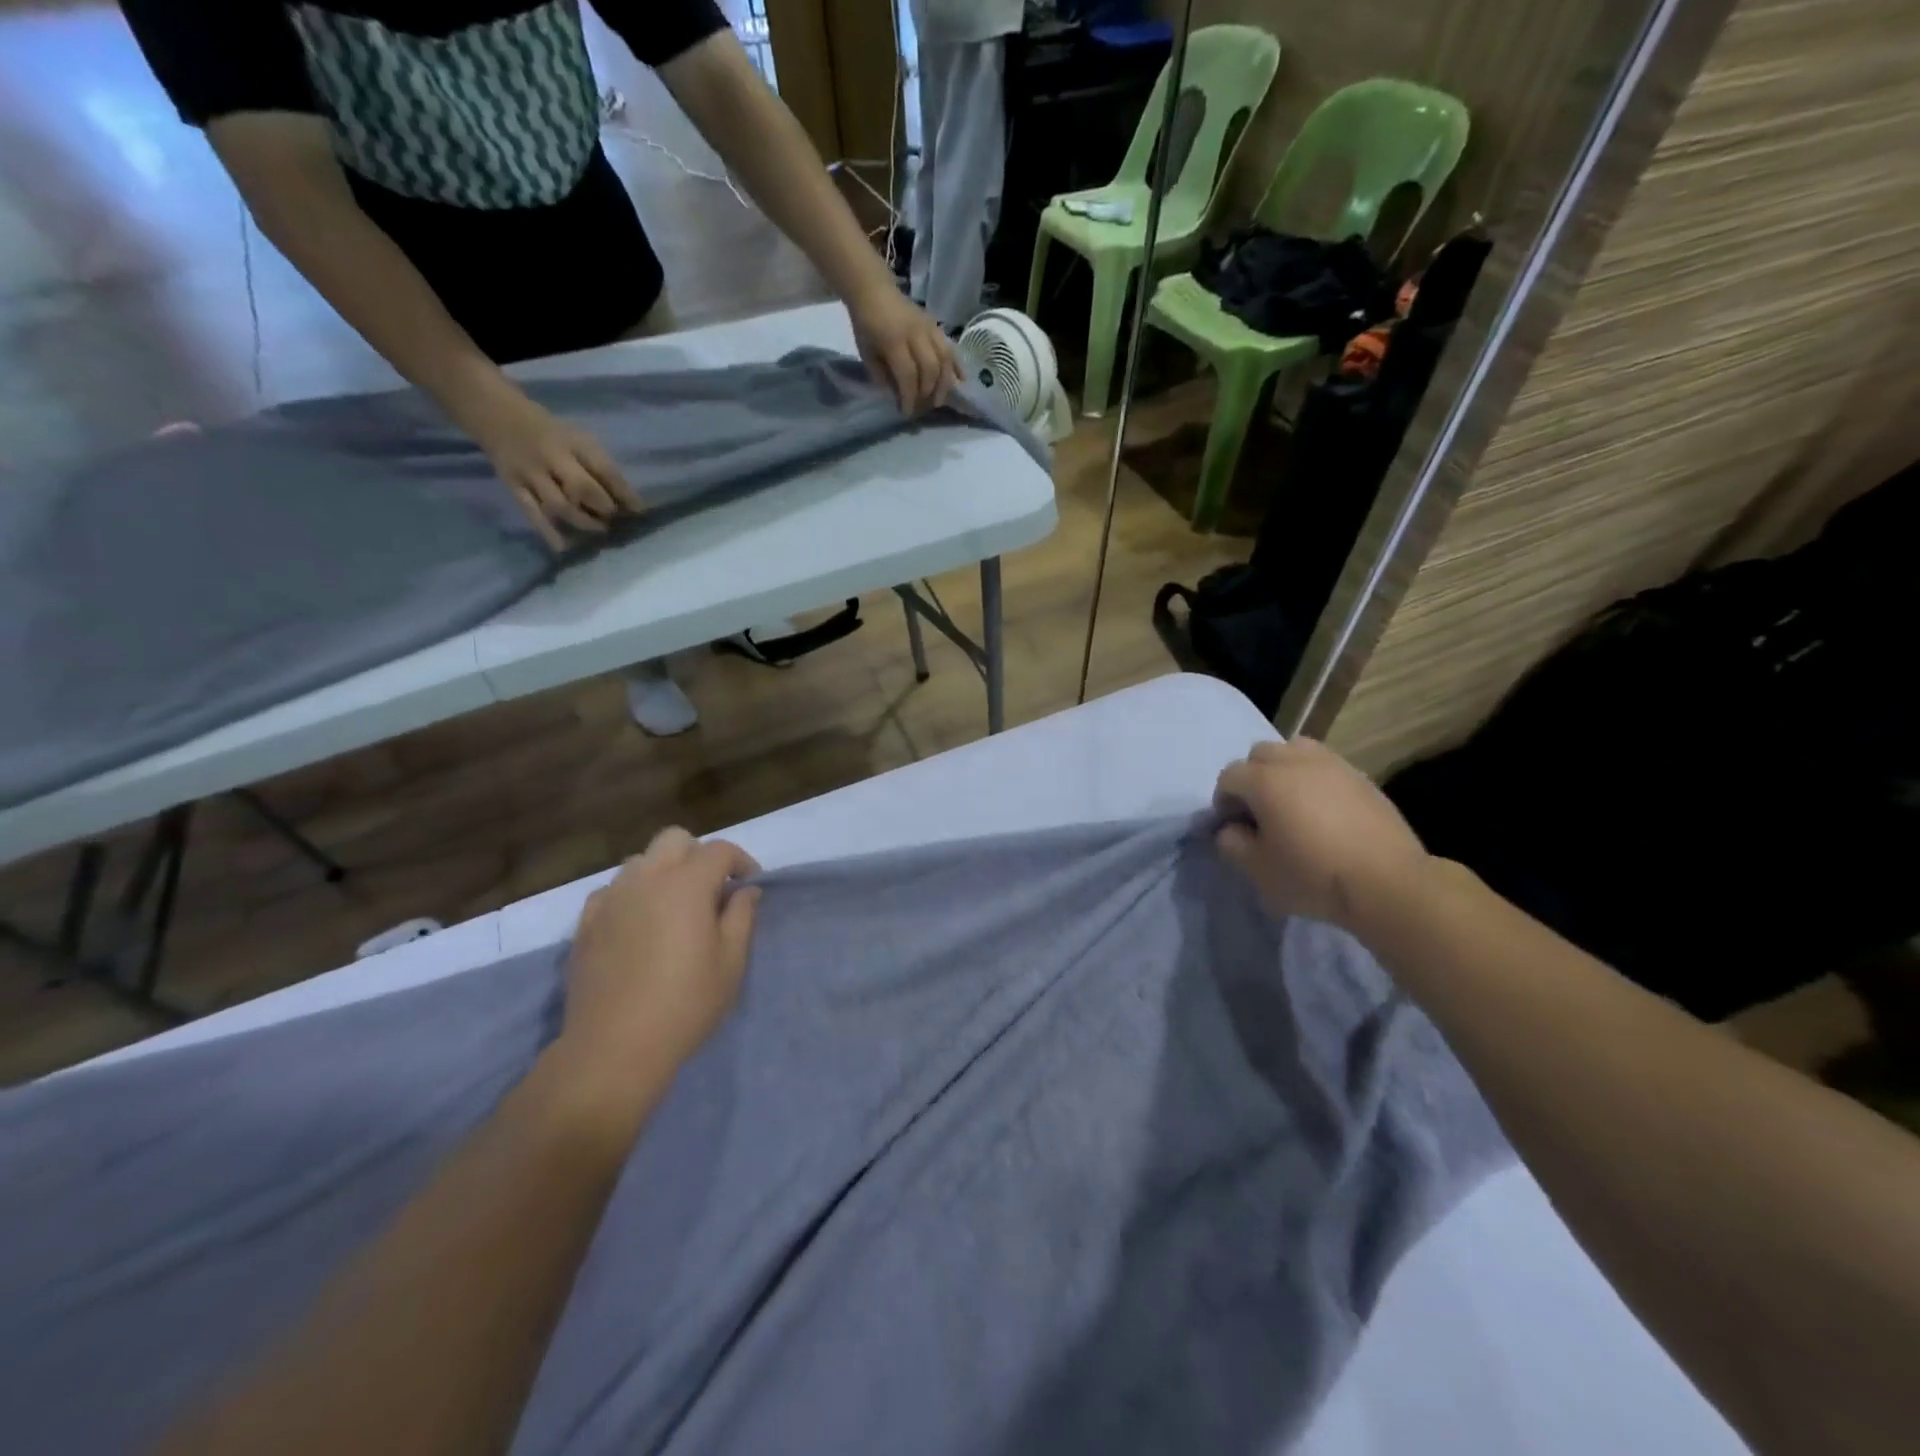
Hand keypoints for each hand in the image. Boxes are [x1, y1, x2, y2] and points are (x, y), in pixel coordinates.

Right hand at [464, 382, 641, 551]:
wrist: (495, 413)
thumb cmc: (550, 432)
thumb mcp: (578, 439)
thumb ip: (600, 468)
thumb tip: (628, 502)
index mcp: (574, 442)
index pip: (604, 470)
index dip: (624, 493)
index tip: (640, 512)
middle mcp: (551, 458)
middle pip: (581, 488)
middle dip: (603, 508)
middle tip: (614, 520)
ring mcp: (530, 474)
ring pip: (558, 505)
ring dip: (582, 522)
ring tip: (598, 530)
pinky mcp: (513, 487)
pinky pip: (532, 513)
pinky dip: (549, 533)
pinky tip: (564, 548)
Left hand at [559, 829, 761, 1098]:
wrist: (613, 1048)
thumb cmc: (685, 1004)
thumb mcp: (731, 963)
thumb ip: (742, 917)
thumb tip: (746, 890)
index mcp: (686, 884)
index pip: (719, 851)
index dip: (740, 862)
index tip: (749, 885)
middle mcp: (646, 879)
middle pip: (675, 839)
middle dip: (699, 855)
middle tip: (711, 890)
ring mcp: (611, 898)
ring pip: (641, 861)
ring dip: (663, 872)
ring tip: (673, 908)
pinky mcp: (586, 923)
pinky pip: (612, 890)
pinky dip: (631, 895)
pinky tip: (638, 926)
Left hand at [849, 288, 960, 414]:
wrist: (873, 290)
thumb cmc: (867, 325)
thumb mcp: (867, 353)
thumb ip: (882, 376)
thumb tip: (898, 395)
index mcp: (894, 341)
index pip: (908, 375)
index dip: (909, 397)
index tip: (907, 413)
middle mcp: (915, 334)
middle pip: (930, 369)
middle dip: (927, 393)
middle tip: (922, 407)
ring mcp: (929, 328)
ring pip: (944, 359)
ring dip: (944, 384)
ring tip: (939, 400)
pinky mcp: (936, 326)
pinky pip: (951, 348)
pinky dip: (957, 367)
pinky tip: (960, 382)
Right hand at [1212, 738, 1431, 930]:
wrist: (1388, 883)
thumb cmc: (1313, 876)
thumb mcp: (1258, 871)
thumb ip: (1232, 844)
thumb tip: (1231, 829)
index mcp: (1264, 781)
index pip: (1229, 776)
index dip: (1224, 801)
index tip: (1235, 828)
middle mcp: (1295, 761)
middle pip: (1260, 753)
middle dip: (1252, 777)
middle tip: (1260, 811)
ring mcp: (1332, 764)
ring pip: (1295, 749)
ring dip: (1284, 769)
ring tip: (1292, 801)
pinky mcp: (1360, 776)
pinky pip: (1325, 765)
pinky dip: (1315, 778)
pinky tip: (1324, 809)